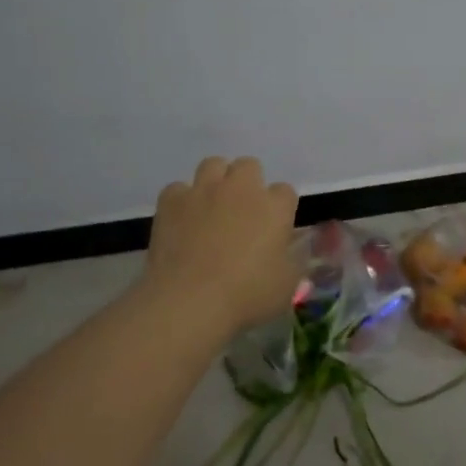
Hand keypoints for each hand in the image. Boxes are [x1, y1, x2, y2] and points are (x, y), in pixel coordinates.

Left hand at [144, 157, 299, 333]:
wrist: (189, 301)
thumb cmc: (246, 296)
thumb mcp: (287, 286)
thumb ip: (293, 260)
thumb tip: (290, 248)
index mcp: (274, 207)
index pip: (285, 191)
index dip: (280, 208)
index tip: (274, 228)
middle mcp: (240, 189)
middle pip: (249, 166)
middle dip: (248, 183)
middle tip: (243, 212)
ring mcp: (203, 191)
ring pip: (213, 164)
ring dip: (216, 181)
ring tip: (212, 207)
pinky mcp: (172, 200)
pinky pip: (178, 188)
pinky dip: (182, 201)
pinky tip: (182, 221)